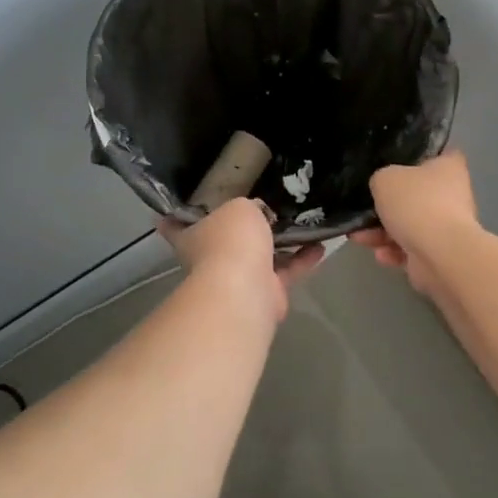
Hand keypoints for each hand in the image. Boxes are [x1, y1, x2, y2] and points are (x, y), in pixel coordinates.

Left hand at [159, 198, 324, 321]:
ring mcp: (239, 278)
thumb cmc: (231, 241)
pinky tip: (321, 244)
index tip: (177, 205)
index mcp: (193, 236)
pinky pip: (287, 270)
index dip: (176, 214)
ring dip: (281, 242)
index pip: (176, 223)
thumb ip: (248, 206)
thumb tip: (258, 212)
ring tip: (302, 220)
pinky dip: (302, 258)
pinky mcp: (266, 293)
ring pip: (261, 254)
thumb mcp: (239, 207)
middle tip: (265, 204)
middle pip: (226, 238)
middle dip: (243, 226)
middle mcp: (212, 257)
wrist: (245, 291)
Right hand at [352, 153, 479, 310]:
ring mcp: (447, 225)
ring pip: (409, 224)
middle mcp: (452, 194)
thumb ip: (381, 179)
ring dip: (382, 232)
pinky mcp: (440, 252)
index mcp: (448, 167)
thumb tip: (384, 188)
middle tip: (365, 208)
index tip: (393, 162)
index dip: (416, 156)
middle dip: (388, 205)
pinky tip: (380, 254)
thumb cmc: (416, 204)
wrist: (440, 253)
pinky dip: (395, 251)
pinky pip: (412, 247)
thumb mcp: (385, 179)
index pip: (436, 153)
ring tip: (359, 237)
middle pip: (415, 193)